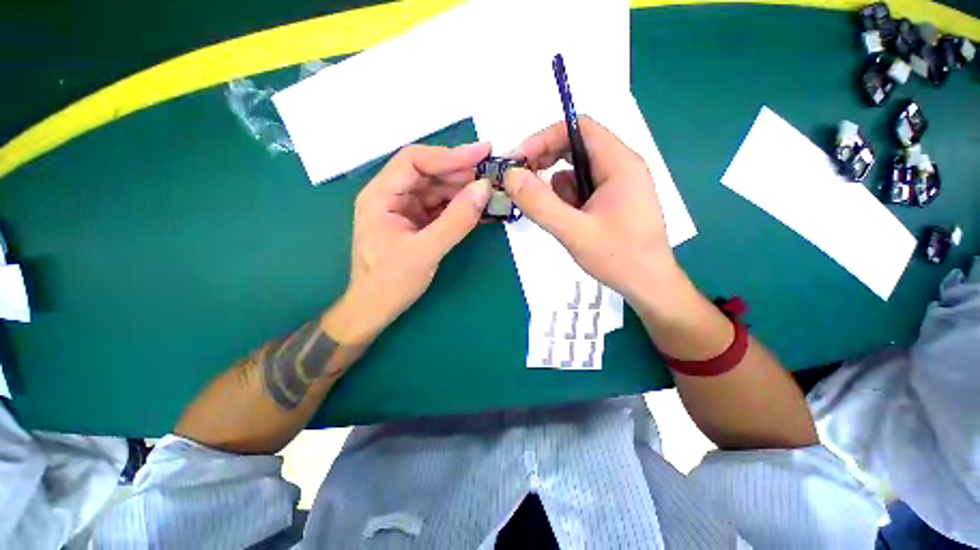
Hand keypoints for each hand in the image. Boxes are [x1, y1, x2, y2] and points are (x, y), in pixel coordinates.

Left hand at [336, 142, 490, 344]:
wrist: (375, 310)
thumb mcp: (426, 251)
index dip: (449, 154)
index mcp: (381, 196)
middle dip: (460, 173)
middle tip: (492, 174)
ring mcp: (404, 210)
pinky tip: (479, 208)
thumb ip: (456, 220)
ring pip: (437, 190)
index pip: (415, 161)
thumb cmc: (391, 283)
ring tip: (491, 191)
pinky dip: (459, 207)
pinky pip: (440, 208)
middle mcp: (391, 196)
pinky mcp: (416, 223)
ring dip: (463, 190)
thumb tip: (484, 189)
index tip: (482, 153)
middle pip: (428, 173)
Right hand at [504, 117, 676, 304]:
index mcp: (619, 164)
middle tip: (523, 183)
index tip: (518, 160)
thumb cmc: (618, 258)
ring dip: (557, 189)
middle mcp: (621, 166)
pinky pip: (582, 189)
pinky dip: (567, 201)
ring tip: (556, 216)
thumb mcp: (573, 232)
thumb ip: (540, 203)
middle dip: (546, 162)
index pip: (579, 128)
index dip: (544, 138)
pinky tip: (568, 222)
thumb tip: (510, 176)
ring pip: (576, 172)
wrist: (648, 285)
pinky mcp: (613, 200)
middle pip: (576, 147)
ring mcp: (618, 184)